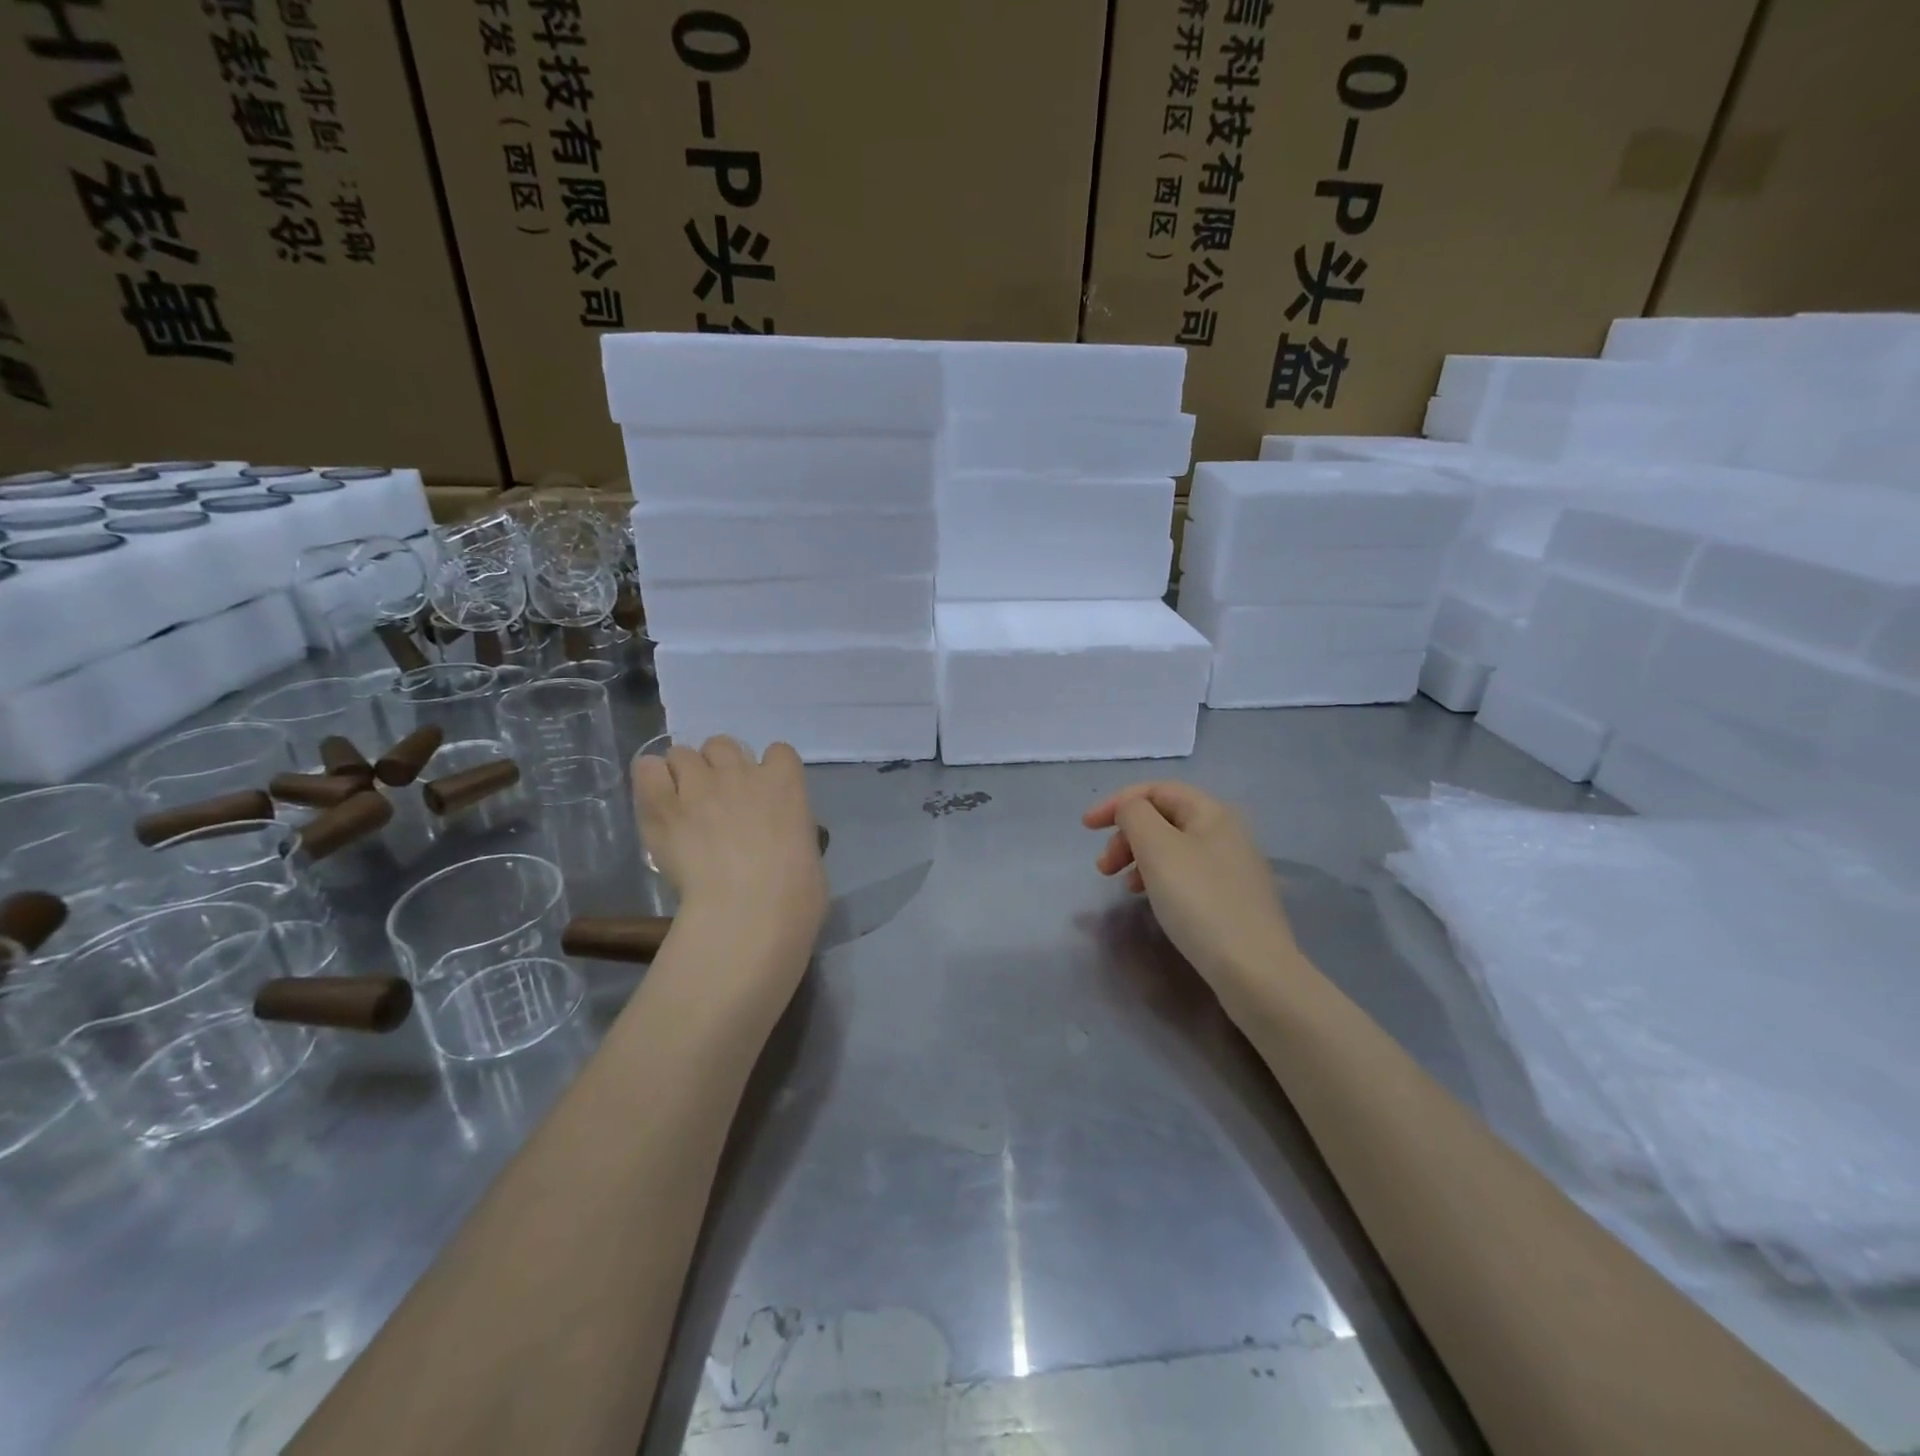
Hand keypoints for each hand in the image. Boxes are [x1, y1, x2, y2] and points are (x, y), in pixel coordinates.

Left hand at [633, 736, 827, 978]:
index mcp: (785, 782)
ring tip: (681, 804)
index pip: (778, 752)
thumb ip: (789, 831)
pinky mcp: (664, 804)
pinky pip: (647, 769)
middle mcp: (741, 772)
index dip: (767, 769)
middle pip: (723, 744)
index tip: (762, 793)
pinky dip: (651, 780)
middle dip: (718, 766)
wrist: (750, 908)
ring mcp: (700, 784)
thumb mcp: (808, 851)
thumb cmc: (795, 891)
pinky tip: (656, 803)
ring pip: (682, 753)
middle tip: (716, 800)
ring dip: (683, 773)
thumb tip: (778, 839)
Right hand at [1083, 782, 1302, 1006]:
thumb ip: (1135, 816)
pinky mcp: (1234, 899)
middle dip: (1127, 835)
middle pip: (1164, 818)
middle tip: (1103, 867)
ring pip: (1173, 848)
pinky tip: (1152, 901)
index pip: (1156, 790)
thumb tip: (1130, 811)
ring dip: (1139, 859)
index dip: (1117, 803)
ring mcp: (1234, 868)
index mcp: (1212, 812)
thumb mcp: (1157, 848)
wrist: (1255, 970)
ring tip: (1123, 887)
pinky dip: (1159, 879)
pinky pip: (1187, 874)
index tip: (1086, 828)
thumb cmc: (1200, 901)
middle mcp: (1228, 832)